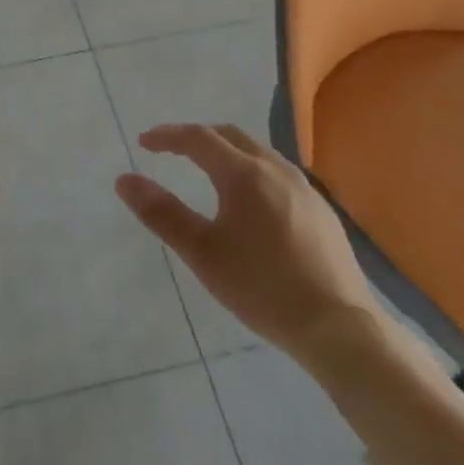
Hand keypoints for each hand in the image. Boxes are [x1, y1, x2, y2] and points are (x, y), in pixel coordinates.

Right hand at [115, 124, 375, 357]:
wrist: (340, 328)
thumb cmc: (262, 288)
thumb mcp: (202, 253)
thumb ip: (161, 213)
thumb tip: (124, 180)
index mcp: (244, 173)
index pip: (198, 138)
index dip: (167, 136)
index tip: (144, 143)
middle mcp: (276, 169)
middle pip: (230, 136)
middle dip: (198, 137)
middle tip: (173, 151)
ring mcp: (304, 188)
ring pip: (258, 152)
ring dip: (228, 152)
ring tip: (209, 172)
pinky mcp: (322, 210)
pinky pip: (279, 174)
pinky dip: (253, 171)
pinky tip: (253, 203)